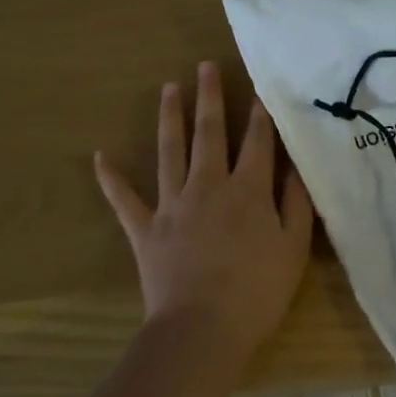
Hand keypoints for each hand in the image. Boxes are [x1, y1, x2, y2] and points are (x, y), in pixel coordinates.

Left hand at [95, 61, 313, 356]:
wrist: (202, 330)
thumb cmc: (257, 291)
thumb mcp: (294, 247)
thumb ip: (295, 202)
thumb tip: (294, 165)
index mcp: (247, 190)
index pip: (257, 141)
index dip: (260, 113)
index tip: (259, 86)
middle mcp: (208, 186)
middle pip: (209, 133)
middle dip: (209, 98)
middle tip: (204, 66)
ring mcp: (172, 205)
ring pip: (170, 151)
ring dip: (170, 118)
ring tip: (167, 88)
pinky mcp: (145, 229)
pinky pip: (124, 199)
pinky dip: (111, 179)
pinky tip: (100, 157)